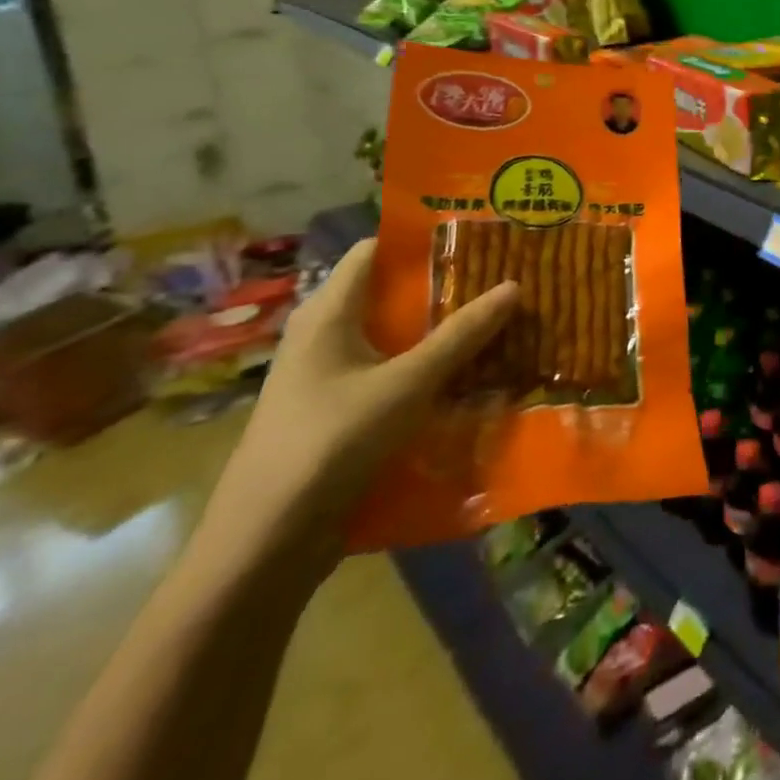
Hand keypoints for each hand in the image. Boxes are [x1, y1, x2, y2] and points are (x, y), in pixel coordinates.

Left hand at [199, 240, 517, 563]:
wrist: (265, 544)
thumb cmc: (332, 442)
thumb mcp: (409, 382)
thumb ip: (463, 334)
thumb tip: (514, 285)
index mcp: (328, 313)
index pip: (375, 251)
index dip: (423, 239)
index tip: (476, 235)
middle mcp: (323, 335)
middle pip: (389, 293)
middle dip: (444, 286)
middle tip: (501, 277)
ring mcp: (327, 377)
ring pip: (393, 337)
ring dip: (439, 330)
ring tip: (496, 321)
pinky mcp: (336, 412)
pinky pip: (389, 372)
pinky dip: (425, 366)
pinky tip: (467, 374)